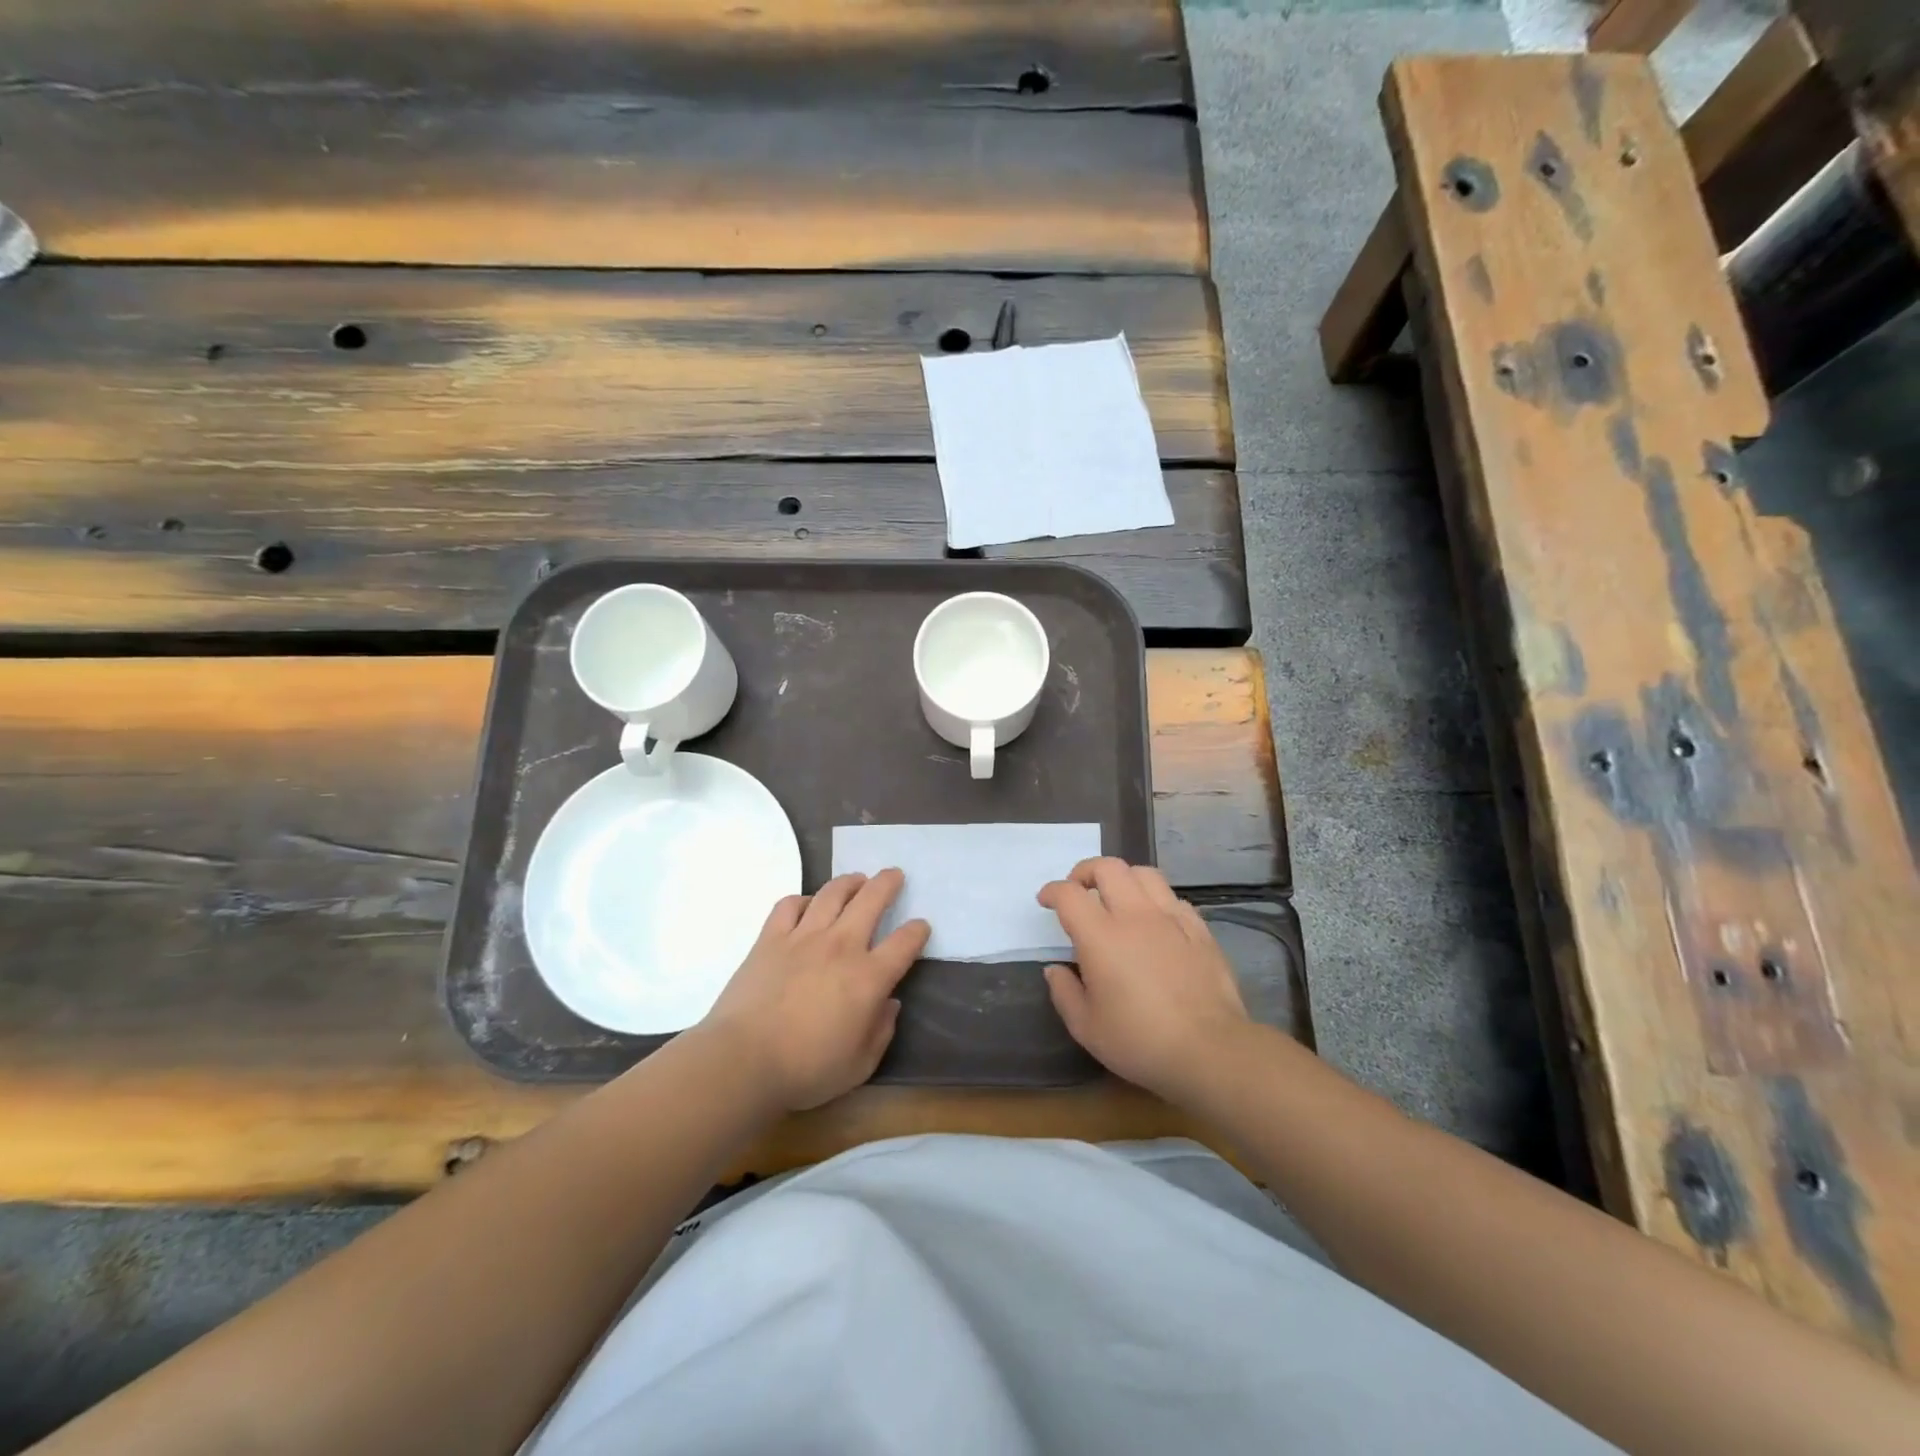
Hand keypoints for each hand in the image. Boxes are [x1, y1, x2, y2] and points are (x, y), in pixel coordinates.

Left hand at [700, 869, 929, 1111]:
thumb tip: (889, 1004)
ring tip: (857, 880)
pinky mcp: (771, 938)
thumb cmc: (806, 1069)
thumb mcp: (860, 1065)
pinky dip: (804, 899)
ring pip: (832, 893)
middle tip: (894, 874)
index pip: (904, 943)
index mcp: (868, 977)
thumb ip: (881, 1031)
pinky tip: (808, 905)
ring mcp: (803, 937)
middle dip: (888, 883)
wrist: (743, 1060)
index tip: (920, 926)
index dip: (917, 931)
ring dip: (850, 882)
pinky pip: (790, 905)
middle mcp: (841, 946)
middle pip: (871, 900)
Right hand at [1038, 857, 1252, 1102]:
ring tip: (1117, 897)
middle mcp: (1135, 915)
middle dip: (1086, 871)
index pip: (1069, 894)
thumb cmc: (1140, 1041)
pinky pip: (1173, 898)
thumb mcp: (1086, 1027)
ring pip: (1144, 874)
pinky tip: (1154, 920)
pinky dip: (1155, 900)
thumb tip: (1055, 969)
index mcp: (1101, 936)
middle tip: (1078, 890)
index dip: (1052, 891)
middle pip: (1108, 868)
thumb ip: (1064, 992)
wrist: (1210, 1051)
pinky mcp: (1199, 930)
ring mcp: (1171, 919)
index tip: (1046, 901)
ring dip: (1123, 878)